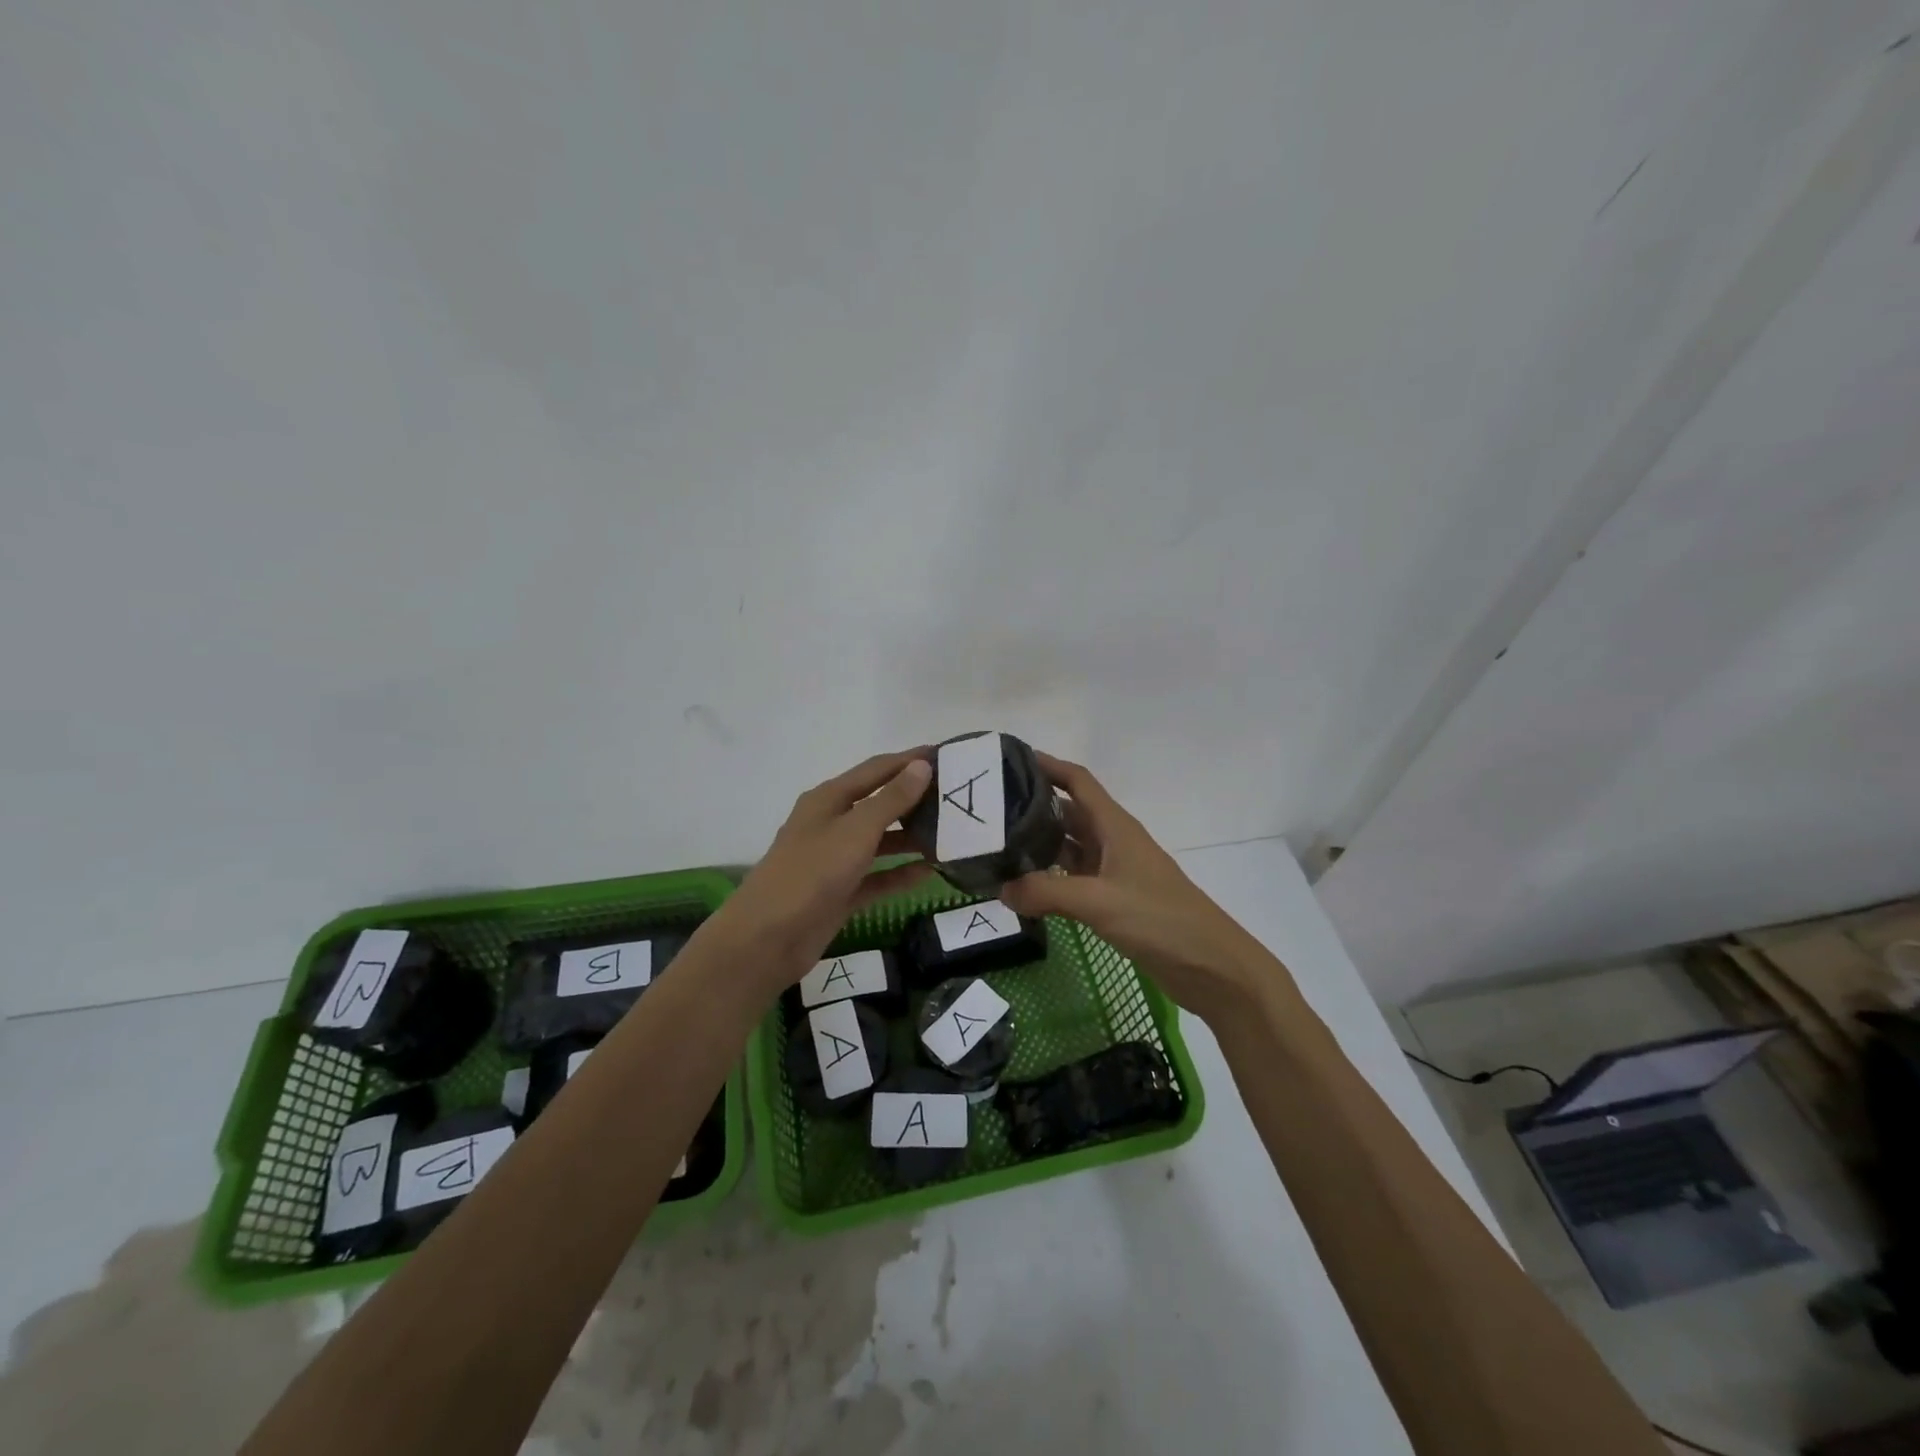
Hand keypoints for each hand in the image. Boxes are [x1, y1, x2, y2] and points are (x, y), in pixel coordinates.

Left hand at [705, 750, 935, 999]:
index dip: (910, 760)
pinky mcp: (841, 892)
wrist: (768, 938)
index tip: (947, 755)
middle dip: (916, 799)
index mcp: (830, 799)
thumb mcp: (856, 830)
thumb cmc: (812, 873)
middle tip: (957, 798)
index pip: (877, 769)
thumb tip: (921, 766)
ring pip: (881, 841)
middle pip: (880, 804)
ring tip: (952, 834)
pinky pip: (878, 877)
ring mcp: (835, 859)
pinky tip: (931, 872)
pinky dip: (901, 873)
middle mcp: (832, 823)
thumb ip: (891, 799)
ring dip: (912, 837)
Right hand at [999, 753, 1289, 1024]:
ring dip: (1038, 845)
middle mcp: (1112, 841)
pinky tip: (1022, 888)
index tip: (1009, 761)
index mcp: (1114, 826)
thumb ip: (1047, 892)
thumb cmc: (1160, 919)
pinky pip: (1073, 879)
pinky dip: (1049, 879)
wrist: (1211, 965)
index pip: (1077, 781)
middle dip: (1032, 807)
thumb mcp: (1099, 901)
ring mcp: (1113, 871)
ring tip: (995, 846)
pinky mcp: (1113, 900)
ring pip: (1068, 847)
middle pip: (1067, 812)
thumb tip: (1001, 890)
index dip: (1047, 765)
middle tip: (987, 811)